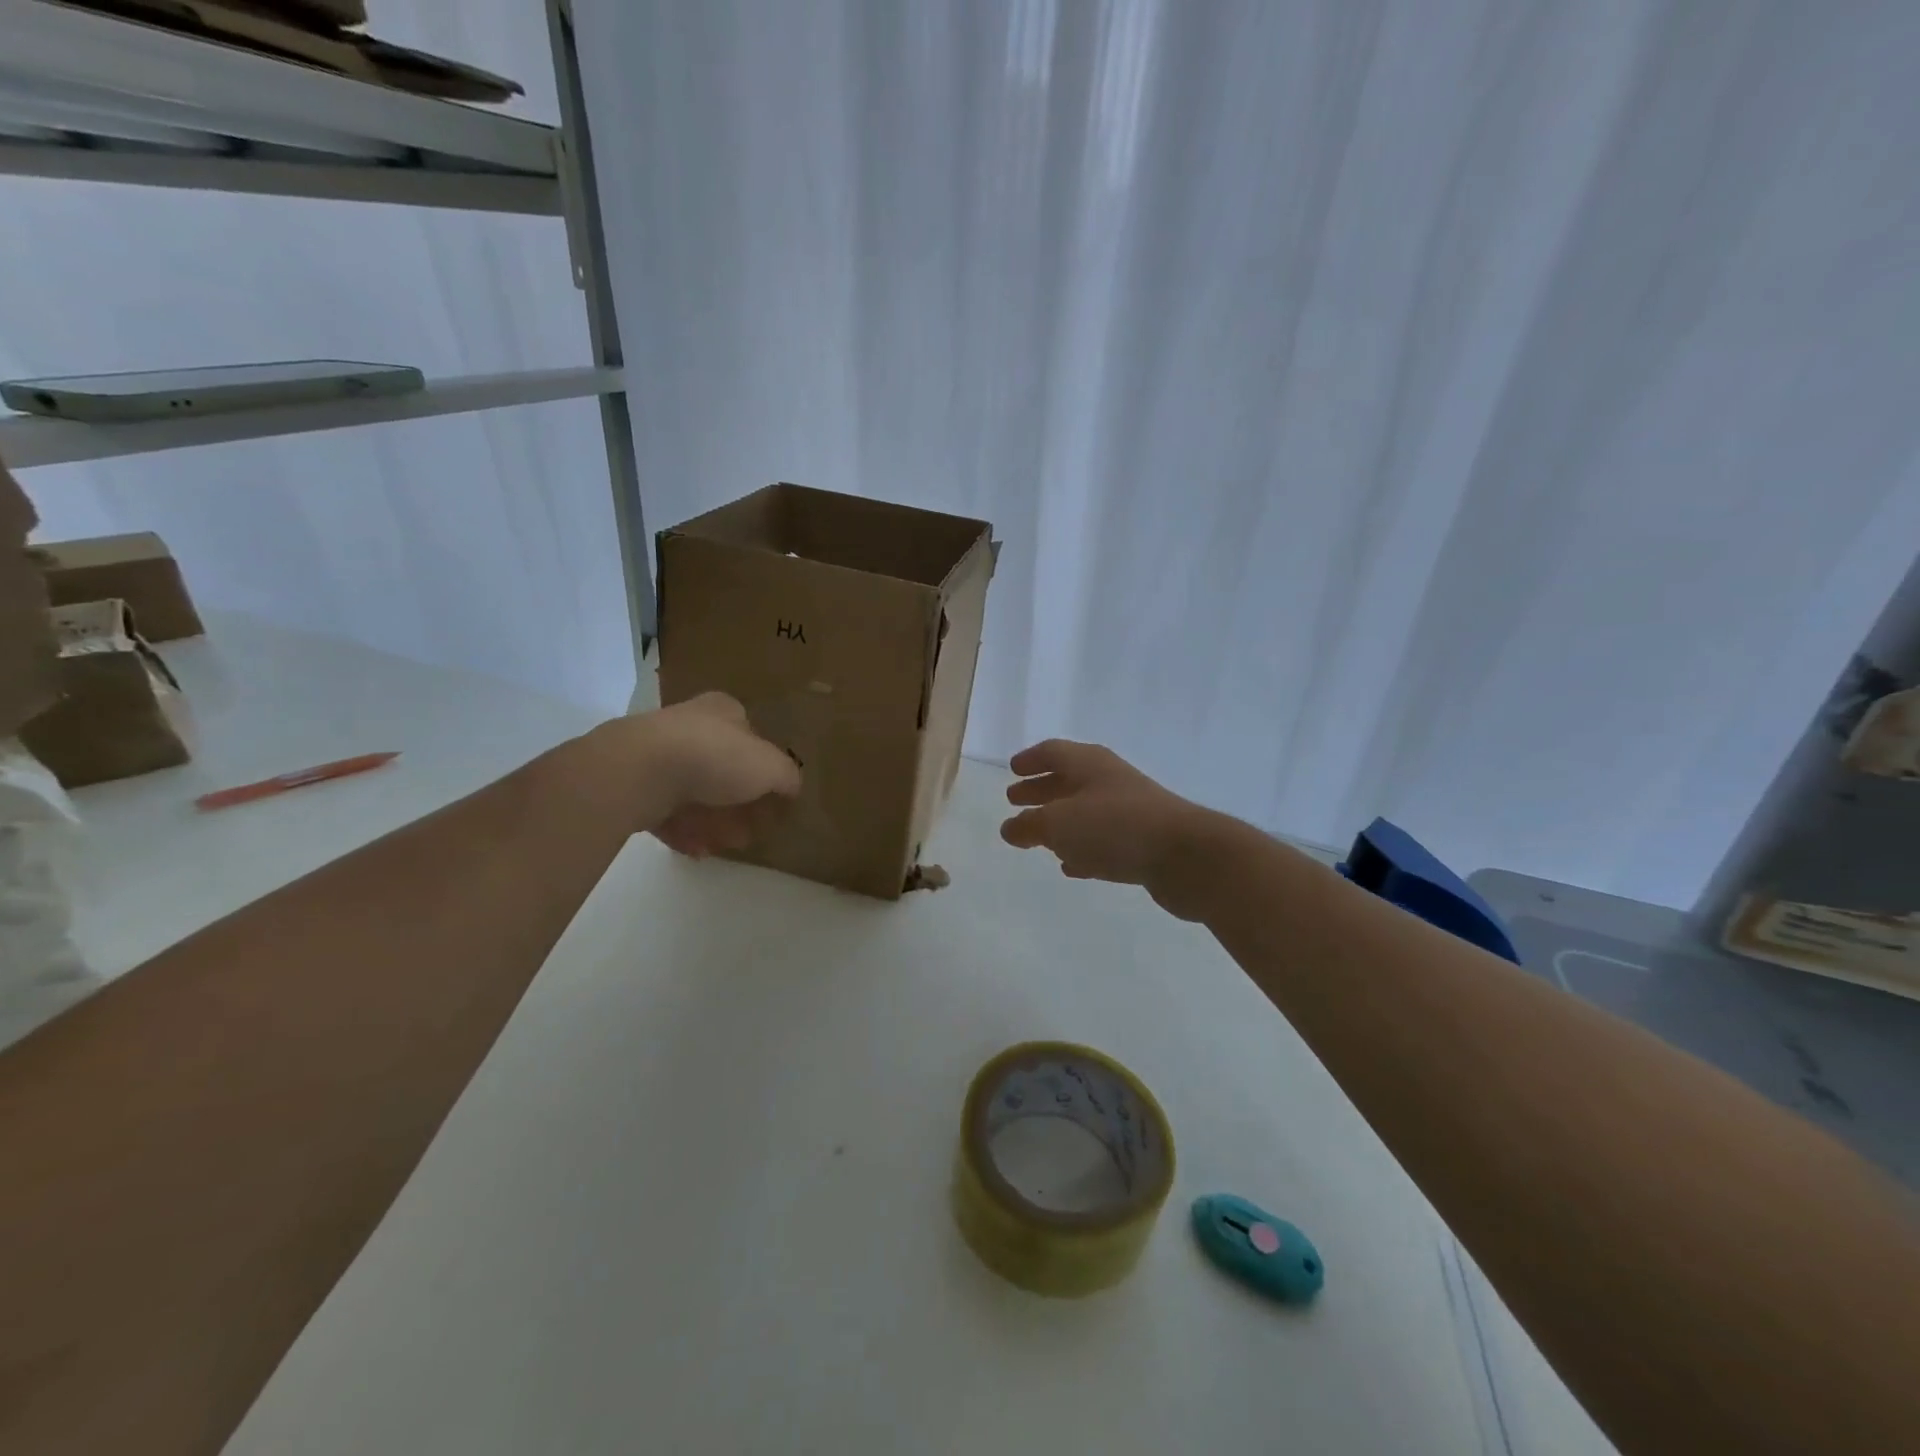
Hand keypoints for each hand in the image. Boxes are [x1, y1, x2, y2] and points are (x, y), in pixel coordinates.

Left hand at [629, 692, 800, 856]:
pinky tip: (697, 851)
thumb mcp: (770, 767)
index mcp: (722, 711)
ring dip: (712, 821)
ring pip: (693, 791)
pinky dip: (683, 831)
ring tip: (725, 846)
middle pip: (722, 768)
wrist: (640, 770)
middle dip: (738, 803)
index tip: (772, 798)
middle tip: (750, 831)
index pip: (750, 736)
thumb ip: (787, 777)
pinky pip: (665, 811)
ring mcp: (657, 754)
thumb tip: (792, 787)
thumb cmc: (715, 757)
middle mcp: (689, 726)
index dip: (764, 769)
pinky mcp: (634, 783)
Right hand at [1001, 740, 1221, 919]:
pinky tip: (1071, 865)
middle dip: (1040, 790)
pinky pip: (1103, 840)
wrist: (1186, 855)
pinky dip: (1083, 848)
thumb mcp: (1058, 825)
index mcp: (1088, 763)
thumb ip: (1029, 826)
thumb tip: (1010, 827)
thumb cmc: (1114, 827)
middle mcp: (1109, 780)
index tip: (1012, 771)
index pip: (1052, 752)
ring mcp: (1129, 811)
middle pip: (1068, 780)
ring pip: (1085, 811)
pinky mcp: (1142, 842)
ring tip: (1037, 836)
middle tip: (1015, 800)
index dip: (1030, 760)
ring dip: (1060, 822)